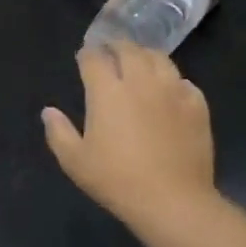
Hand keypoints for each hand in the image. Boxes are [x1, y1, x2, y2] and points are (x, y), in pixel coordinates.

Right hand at [42, 43, 216, 228]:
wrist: (172, 200)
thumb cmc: (117, 180)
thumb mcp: (75, 161)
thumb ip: (58, 132)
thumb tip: (48, 111)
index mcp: (107, 91)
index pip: (94, 58)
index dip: (87, 54)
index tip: (84, 58)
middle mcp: (140, 81)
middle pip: (128, 49)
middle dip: (116, 46)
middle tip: (110, 51)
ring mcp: (172, 90)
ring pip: (159, 58)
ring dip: (145, 55)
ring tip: (140, 61)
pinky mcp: (196, 105)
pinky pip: (184, 82)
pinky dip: (173, 80)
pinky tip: (170, 89)